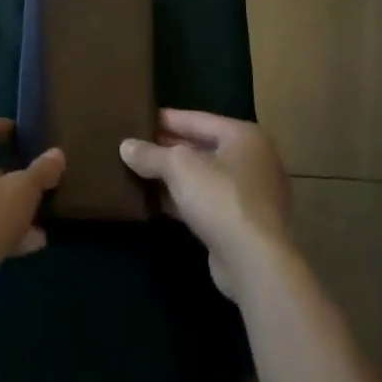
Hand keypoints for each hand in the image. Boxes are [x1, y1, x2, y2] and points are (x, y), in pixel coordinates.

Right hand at [121, 110, 295, 301]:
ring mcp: (250, 194)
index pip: (197, 119)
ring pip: (203, 177)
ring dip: (173, 177)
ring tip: (137, 171)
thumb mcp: (179, 167)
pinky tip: (154, 201)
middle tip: (134, 145)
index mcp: (243, 135)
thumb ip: (151, 155)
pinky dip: (183, 200)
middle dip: (167, 148)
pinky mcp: (242, 224)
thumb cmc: (221, 198)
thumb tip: (125, 146)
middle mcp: (252, 160)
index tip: (137, 118)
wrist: (255, 263)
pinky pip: (206, 202)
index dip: (165, 119)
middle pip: (201, 147)